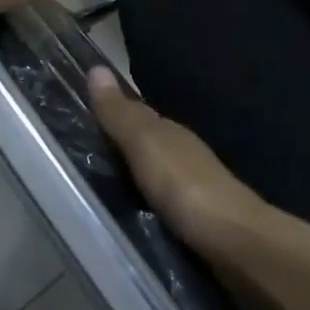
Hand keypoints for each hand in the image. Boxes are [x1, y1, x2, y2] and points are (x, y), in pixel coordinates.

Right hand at [87, 67, 278, 259]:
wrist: (234, 242)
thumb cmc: (185, 185)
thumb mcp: (145, 144)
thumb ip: (121, 114)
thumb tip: (96, 67)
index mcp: (171, 132)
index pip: (136, 115)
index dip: (109, 114)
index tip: (76, 116)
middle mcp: (182, 154)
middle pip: (144, 145)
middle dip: (117, 147)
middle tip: (76, 156)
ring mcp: (190, 189)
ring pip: (151, 175)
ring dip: (129, 178)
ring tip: (92, 188)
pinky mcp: (192, 222)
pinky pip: (157, 204)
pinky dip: (141, 204)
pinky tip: (127, 214)